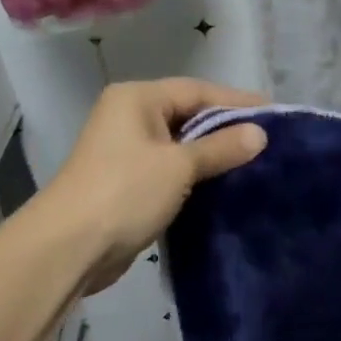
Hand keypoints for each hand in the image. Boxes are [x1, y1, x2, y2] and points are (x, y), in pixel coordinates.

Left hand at [29, 78, 268, 289]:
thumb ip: (222, 147)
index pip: (198, 91)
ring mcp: (126, 150)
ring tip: (254, 161)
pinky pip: (171, 168)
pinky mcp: (128, 182)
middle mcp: (130, 116)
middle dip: (226, 128)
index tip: (274, 113)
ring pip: (181, 144)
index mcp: (138, 98)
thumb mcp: (180, 165)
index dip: (237, 101)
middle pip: (189, 115)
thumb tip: (260, 133)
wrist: (67, 250)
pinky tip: (223, 184)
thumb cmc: (125, 191)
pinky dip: (195, 174)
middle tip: (268, 138)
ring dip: (212, 154)